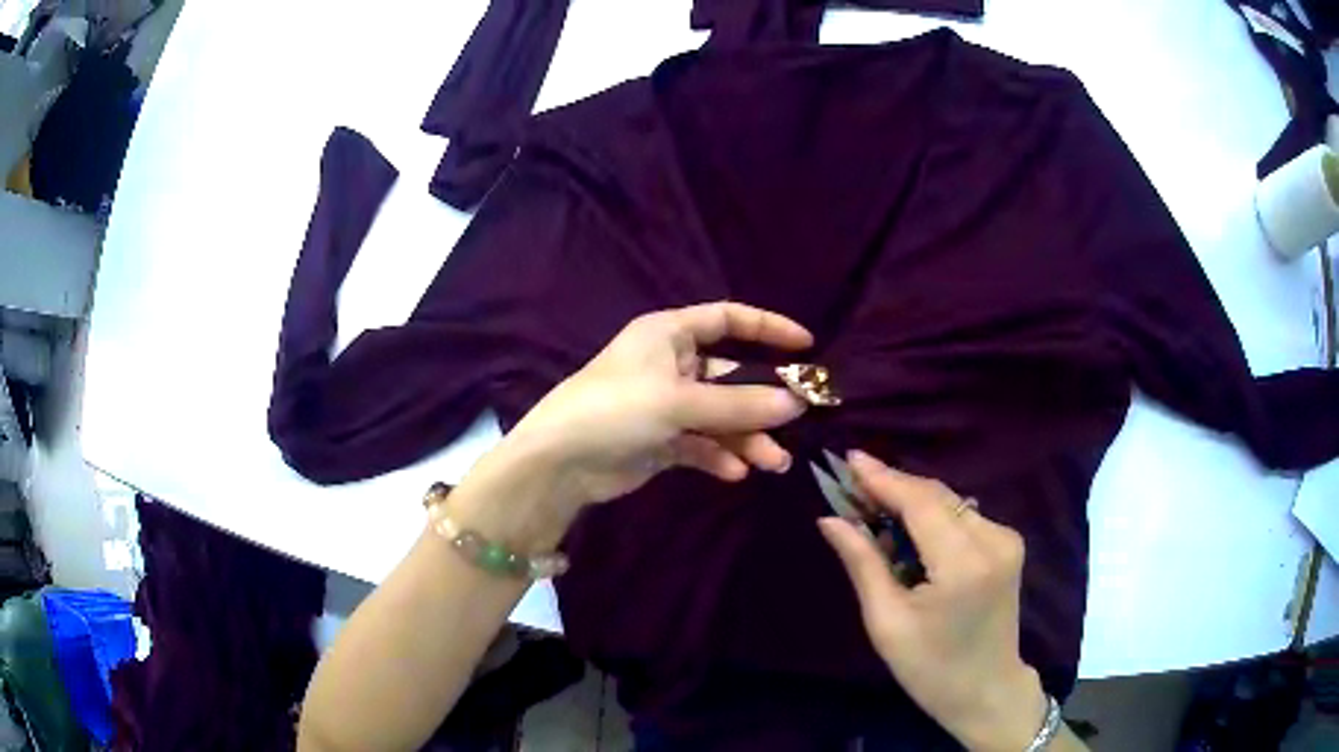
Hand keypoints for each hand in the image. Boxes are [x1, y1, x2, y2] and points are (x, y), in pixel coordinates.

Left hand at [500, 302, 812, 512]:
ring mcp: (666, 404)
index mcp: (669, 334)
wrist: (558, 463)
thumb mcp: (679, 402)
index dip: (768, 328)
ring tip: (774, 463)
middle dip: (763, 402)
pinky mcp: (661, 440)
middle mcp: (671, 364)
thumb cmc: (615, 410)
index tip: (807, 345)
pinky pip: (702, 443)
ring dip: (748, 437)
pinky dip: (720, 456)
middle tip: (798, 422)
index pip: (728, 319)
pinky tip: (734, 473)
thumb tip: (798, 403)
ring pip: (721, 416)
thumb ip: (740, 404)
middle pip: (731, 376)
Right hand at [818, 452, 1046, 751]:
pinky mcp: (1008, 544)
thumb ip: (863, 564)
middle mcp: (994, 540)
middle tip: (851, 482)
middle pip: (937, 496)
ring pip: (950, 502)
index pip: (920, 503)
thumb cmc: (930, 668)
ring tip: (872, 506)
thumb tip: (830, 519)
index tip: (849, 459)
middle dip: (893, 486)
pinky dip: (932, 516)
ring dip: (911, 501)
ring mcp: (1006, 539)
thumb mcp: (887, 623)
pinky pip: (962, 516)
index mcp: (964, 565)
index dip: (883, 478)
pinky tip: (907, 530)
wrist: (987, 690)